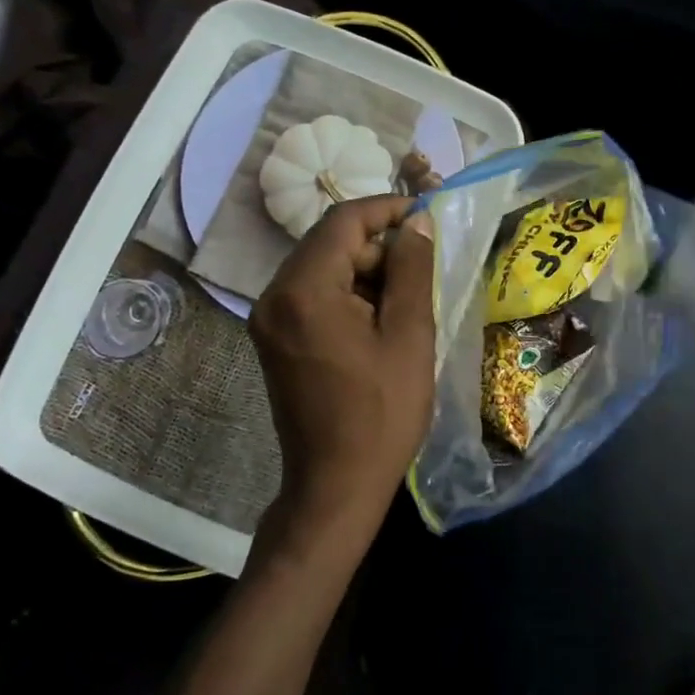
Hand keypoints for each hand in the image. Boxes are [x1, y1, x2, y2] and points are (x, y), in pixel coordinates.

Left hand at [251, 196, 435, 555]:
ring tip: (407, 302)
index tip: (425, 216)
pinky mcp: (274, 340)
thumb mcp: (409, 335)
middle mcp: (274, 296)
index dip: (386, 209)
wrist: (336, 485)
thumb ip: (412, 270)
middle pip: (329, 243)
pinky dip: (347, 296)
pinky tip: (379, 322)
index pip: (343, 222)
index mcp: (304, 290)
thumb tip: (416, 223)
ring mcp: (269, 320)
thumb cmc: (382, 412)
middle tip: (423, 271)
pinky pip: (313, 297)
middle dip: (378, 247)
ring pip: (322, 269)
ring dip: (365, 273)